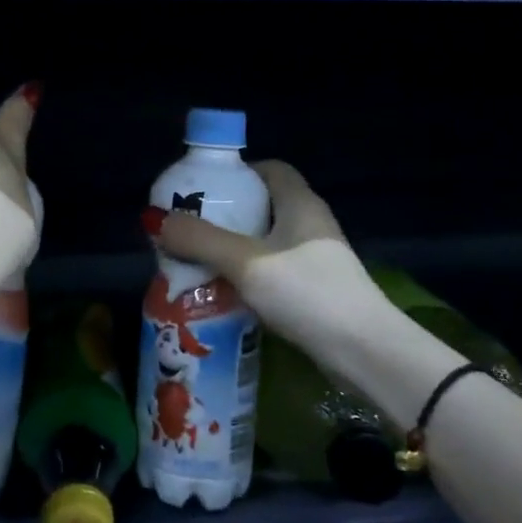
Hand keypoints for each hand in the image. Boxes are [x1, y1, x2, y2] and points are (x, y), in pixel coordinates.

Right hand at [145, 160, 392, 361]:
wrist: (365, 353)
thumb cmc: (308, 292)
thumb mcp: (246, 261)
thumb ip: (200, 239)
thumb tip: (156, 219)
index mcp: (301, 204)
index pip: (271, 169)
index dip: (239, 172)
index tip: (204, 187)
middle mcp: (310, 226)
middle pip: (264, 206)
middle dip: (225, 214)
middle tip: (189, 227)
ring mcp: (315, 261)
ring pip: (266, 243)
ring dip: (232, 249)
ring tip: (196, 260)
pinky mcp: (315, 292)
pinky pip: (272, 272)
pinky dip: (247, 276)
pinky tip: (222, 292)